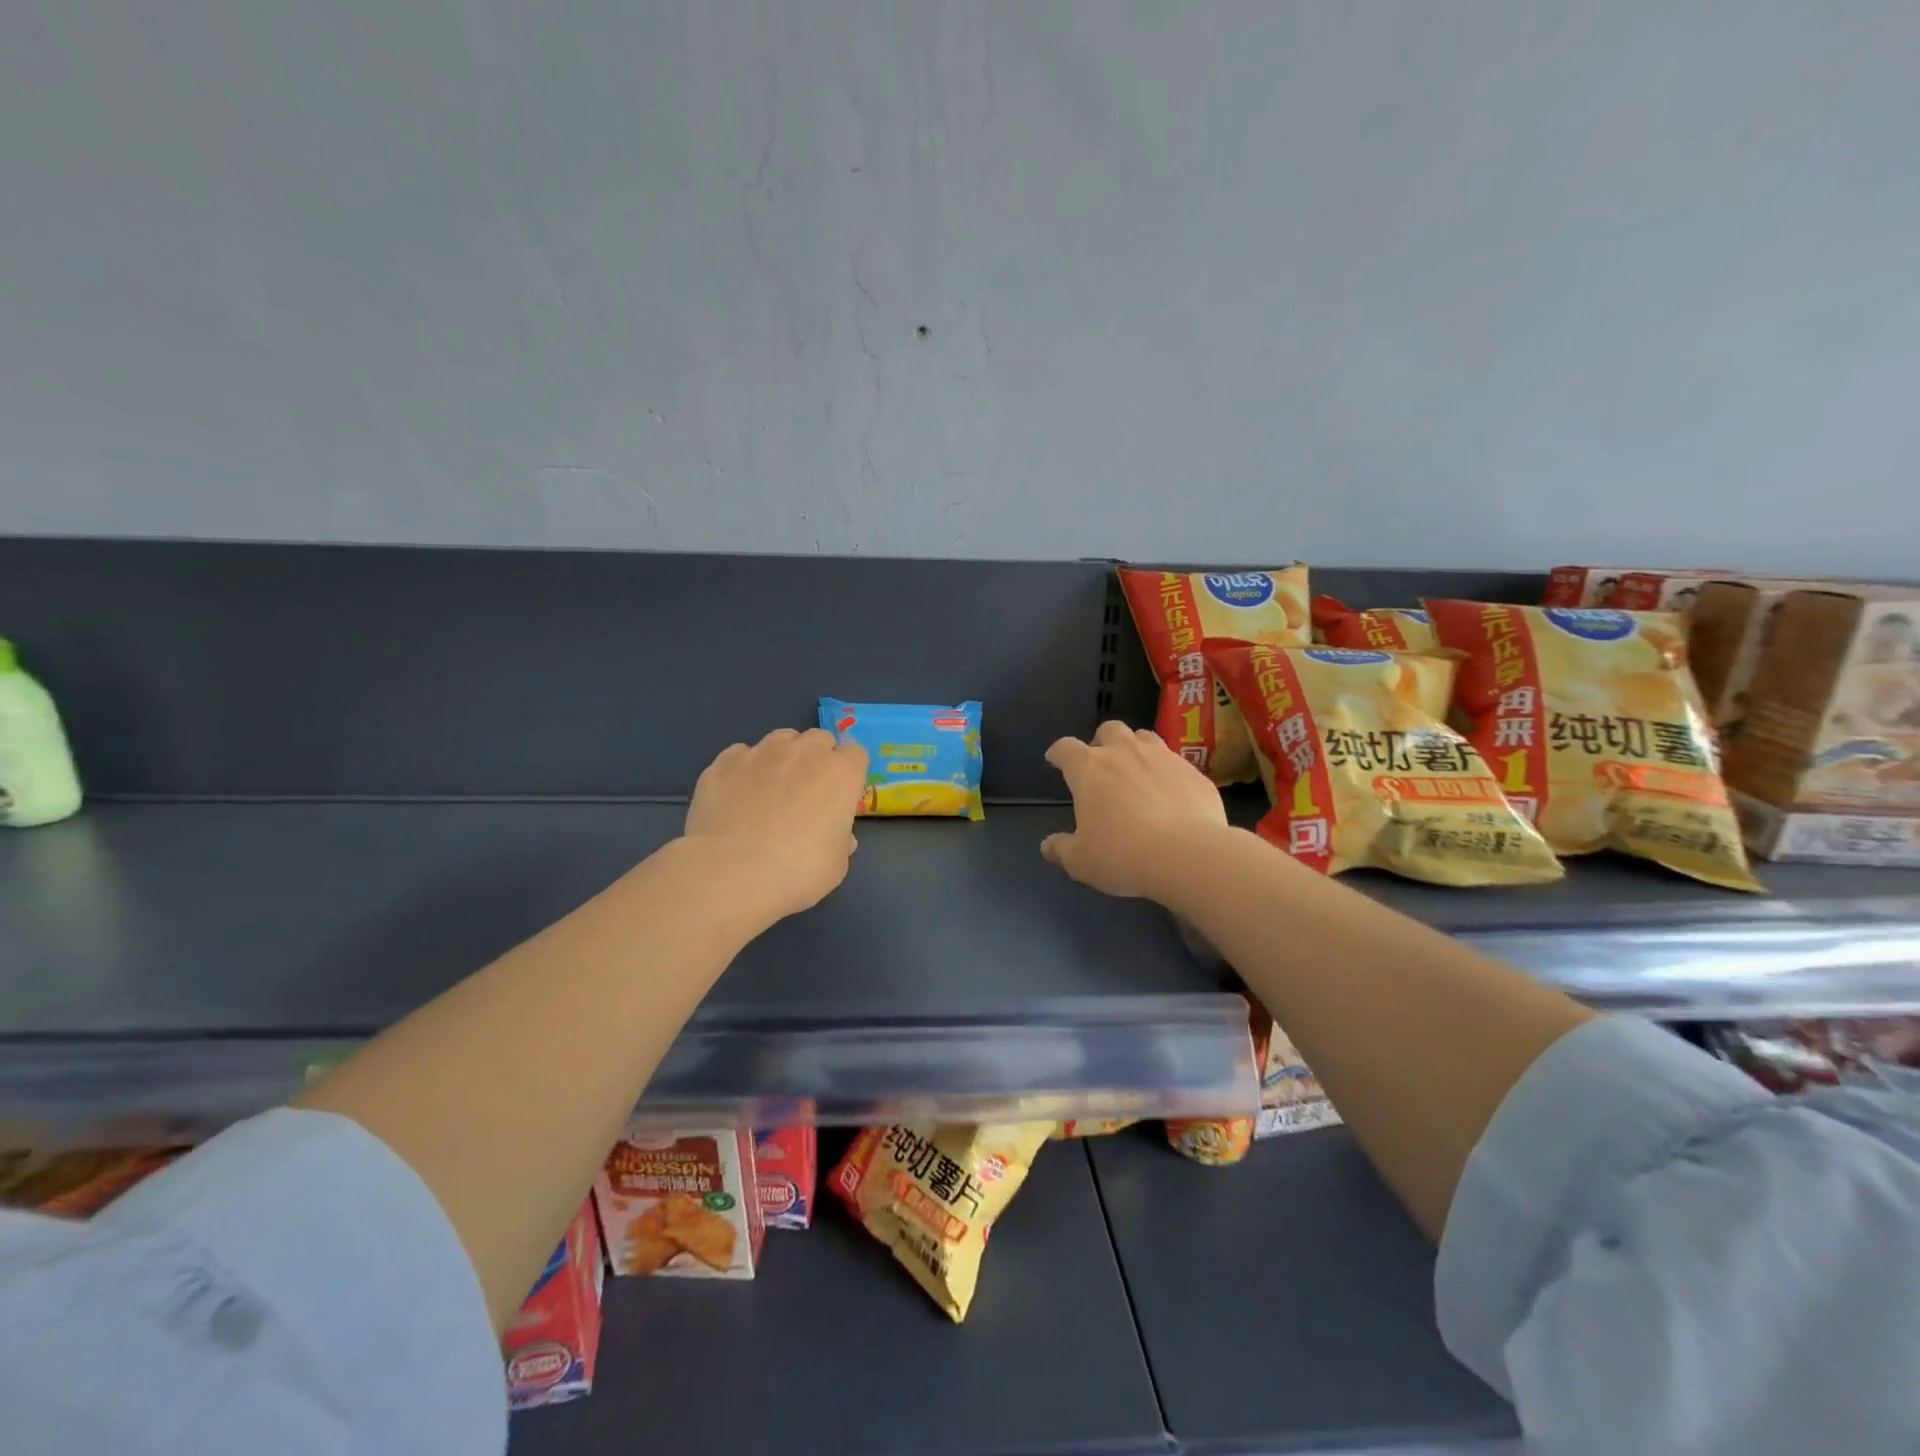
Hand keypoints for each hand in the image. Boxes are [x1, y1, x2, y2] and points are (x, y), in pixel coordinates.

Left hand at [684, 728, 869, 921]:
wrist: (731, 874)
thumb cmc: (797, 871)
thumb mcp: (836, 865)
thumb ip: (841, 841)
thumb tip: (840, 837)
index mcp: (840, 774)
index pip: (856, 753)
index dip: (849, 773)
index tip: (841, 795)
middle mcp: (804, 752)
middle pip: (818, 739)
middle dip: (817, 758)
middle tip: (807, 792)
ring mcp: (761, 753)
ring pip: (780, 739)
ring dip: (782, 757)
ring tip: (769, 789)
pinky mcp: (724, 763)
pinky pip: (740, 755)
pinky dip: (743, 770)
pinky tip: (736, 796)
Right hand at [1041, 721, 1228, 899]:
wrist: (1188, 855)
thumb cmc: (1122, 855)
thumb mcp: (1081, 861)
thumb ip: (1061, 849)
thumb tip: (1047, 846)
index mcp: (1089, 769)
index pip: (1065, 748)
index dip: (1058, 753)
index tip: (1056, 760)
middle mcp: (1124, 752)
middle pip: (1109, 730)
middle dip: (1102, 742)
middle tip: (1102, 765)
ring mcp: (1163, 757)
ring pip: (1145, 737)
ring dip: (1136, 748)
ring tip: (1137, 771)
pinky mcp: (1194, 771)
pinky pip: (1176, 762)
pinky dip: (1167, 773)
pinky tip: (1171, 795)